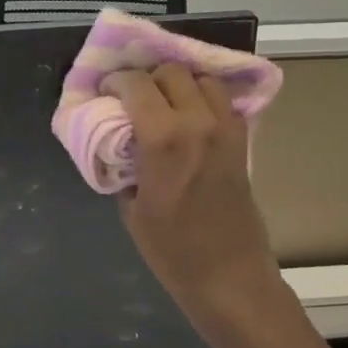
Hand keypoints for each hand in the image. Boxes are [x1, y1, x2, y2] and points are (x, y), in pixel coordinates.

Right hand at [110, 63, 278, 331]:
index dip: (115, 82)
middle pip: (171, 72)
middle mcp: (197, 121)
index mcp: (163, 138)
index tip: (105, 92)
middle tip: (133, 98)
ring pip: (202, 78)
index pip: (135, 84)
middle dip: (147, 78)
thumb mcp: (131, 207)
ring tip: (164, 103)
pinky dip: (203, 98)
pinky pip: (222, 101)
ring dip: (179, 84)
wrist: (229, 276)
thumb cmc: (172, 250)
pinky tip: (189, 118)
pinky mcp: (241, 140)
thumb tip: (119, 141)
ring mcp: (225, 128)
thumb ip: (124, 163)